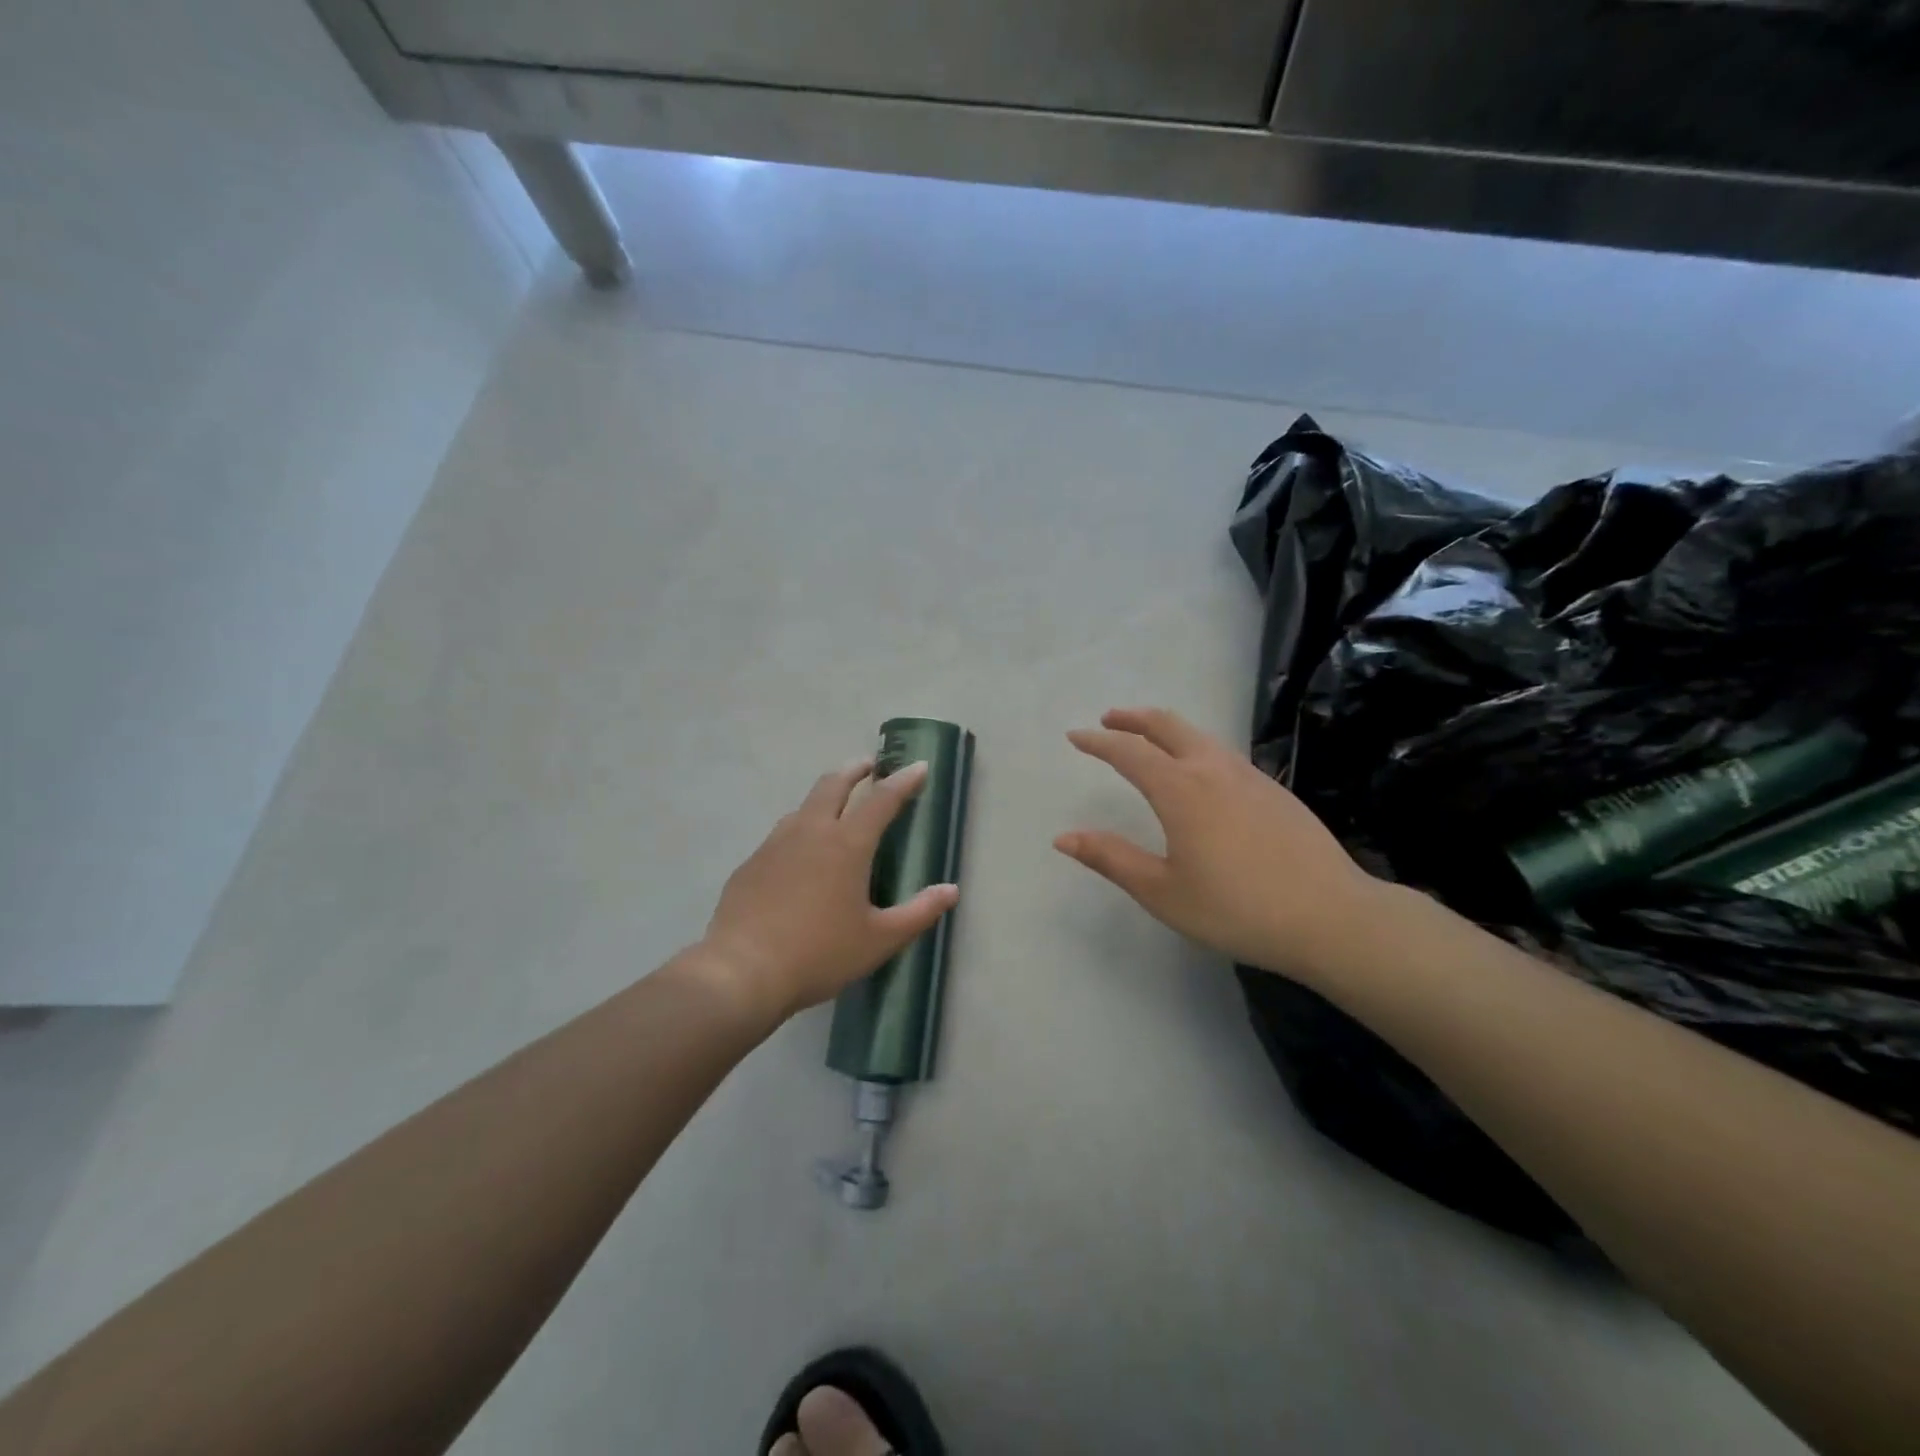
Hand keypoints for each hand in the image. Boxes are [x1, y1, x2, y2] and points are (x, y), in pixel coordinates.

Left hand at [699, 758, 959, 1024]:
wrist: (742, 971)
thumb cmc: (820, 953)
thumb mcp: (879, 939)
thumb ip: (919, 912)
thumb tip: (951, 890)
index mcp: (847, 844)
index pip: (882, 799)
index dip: (903, 781)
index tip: (918, 766)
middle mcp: (811, 831)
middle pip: (834, 784)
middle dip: (855, 770)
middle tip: (870, 766)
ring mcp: (775, 844)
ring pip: (804, 805)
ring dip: (825, 795)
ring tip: (836, 805)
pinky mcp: (752, 862)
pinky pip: (782, 833)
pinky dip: (800, 827)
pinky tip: (800, 852)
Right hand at [1056, 708, 1381, 981]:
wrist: (1331, 917)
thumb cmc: (1236, 908)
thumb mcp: (1162, 891)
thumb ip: (1111, 859)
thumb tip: (1064, 837)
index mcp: (1180, 790)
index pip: (1129, 752)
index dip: (1098, 742)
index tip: (1076, 736)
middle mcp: (1213, 770)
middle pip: (1168, 725)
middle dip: (1134, 718)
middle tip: (1110, 719)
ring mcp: (1249, 776)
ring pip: (1200, 736)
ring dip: (1167, 729)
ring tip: (1150, 740)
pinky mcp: (1275, 791)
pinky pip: (1224, 753)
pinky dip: (1196, 747)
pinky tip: (1201, 773)